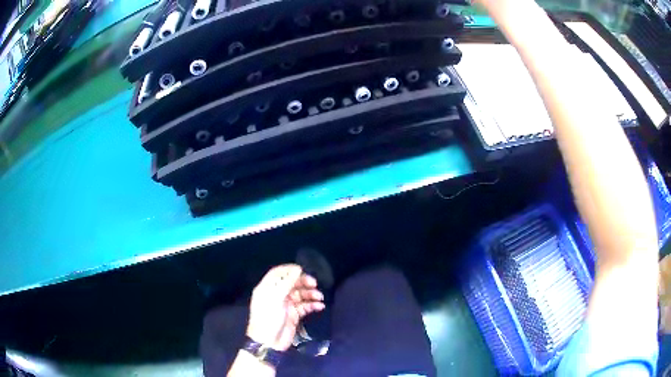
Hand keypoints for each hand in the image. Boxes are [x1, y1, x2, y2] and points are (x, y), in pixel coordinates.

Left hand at [246, 264, 324, 350]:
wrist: (269, 342)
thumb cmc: (268, 318)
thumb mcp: (275, 298)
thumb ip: (287, 283)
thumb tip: (298, 269)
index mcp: (268, 288)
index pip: (278, 273)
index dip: (289, 270)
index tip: (302, 269)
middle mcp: (277, 294)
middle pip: (291, 283)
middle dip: (303, 282)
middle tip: (314, 284)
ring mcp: (286, 305)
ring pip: (300, 295)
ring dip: (310, 294)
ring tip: (319, 297)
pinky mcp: (294, 315)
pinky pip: (305, 306)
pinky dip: (312, 305)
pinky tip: (319, 306)